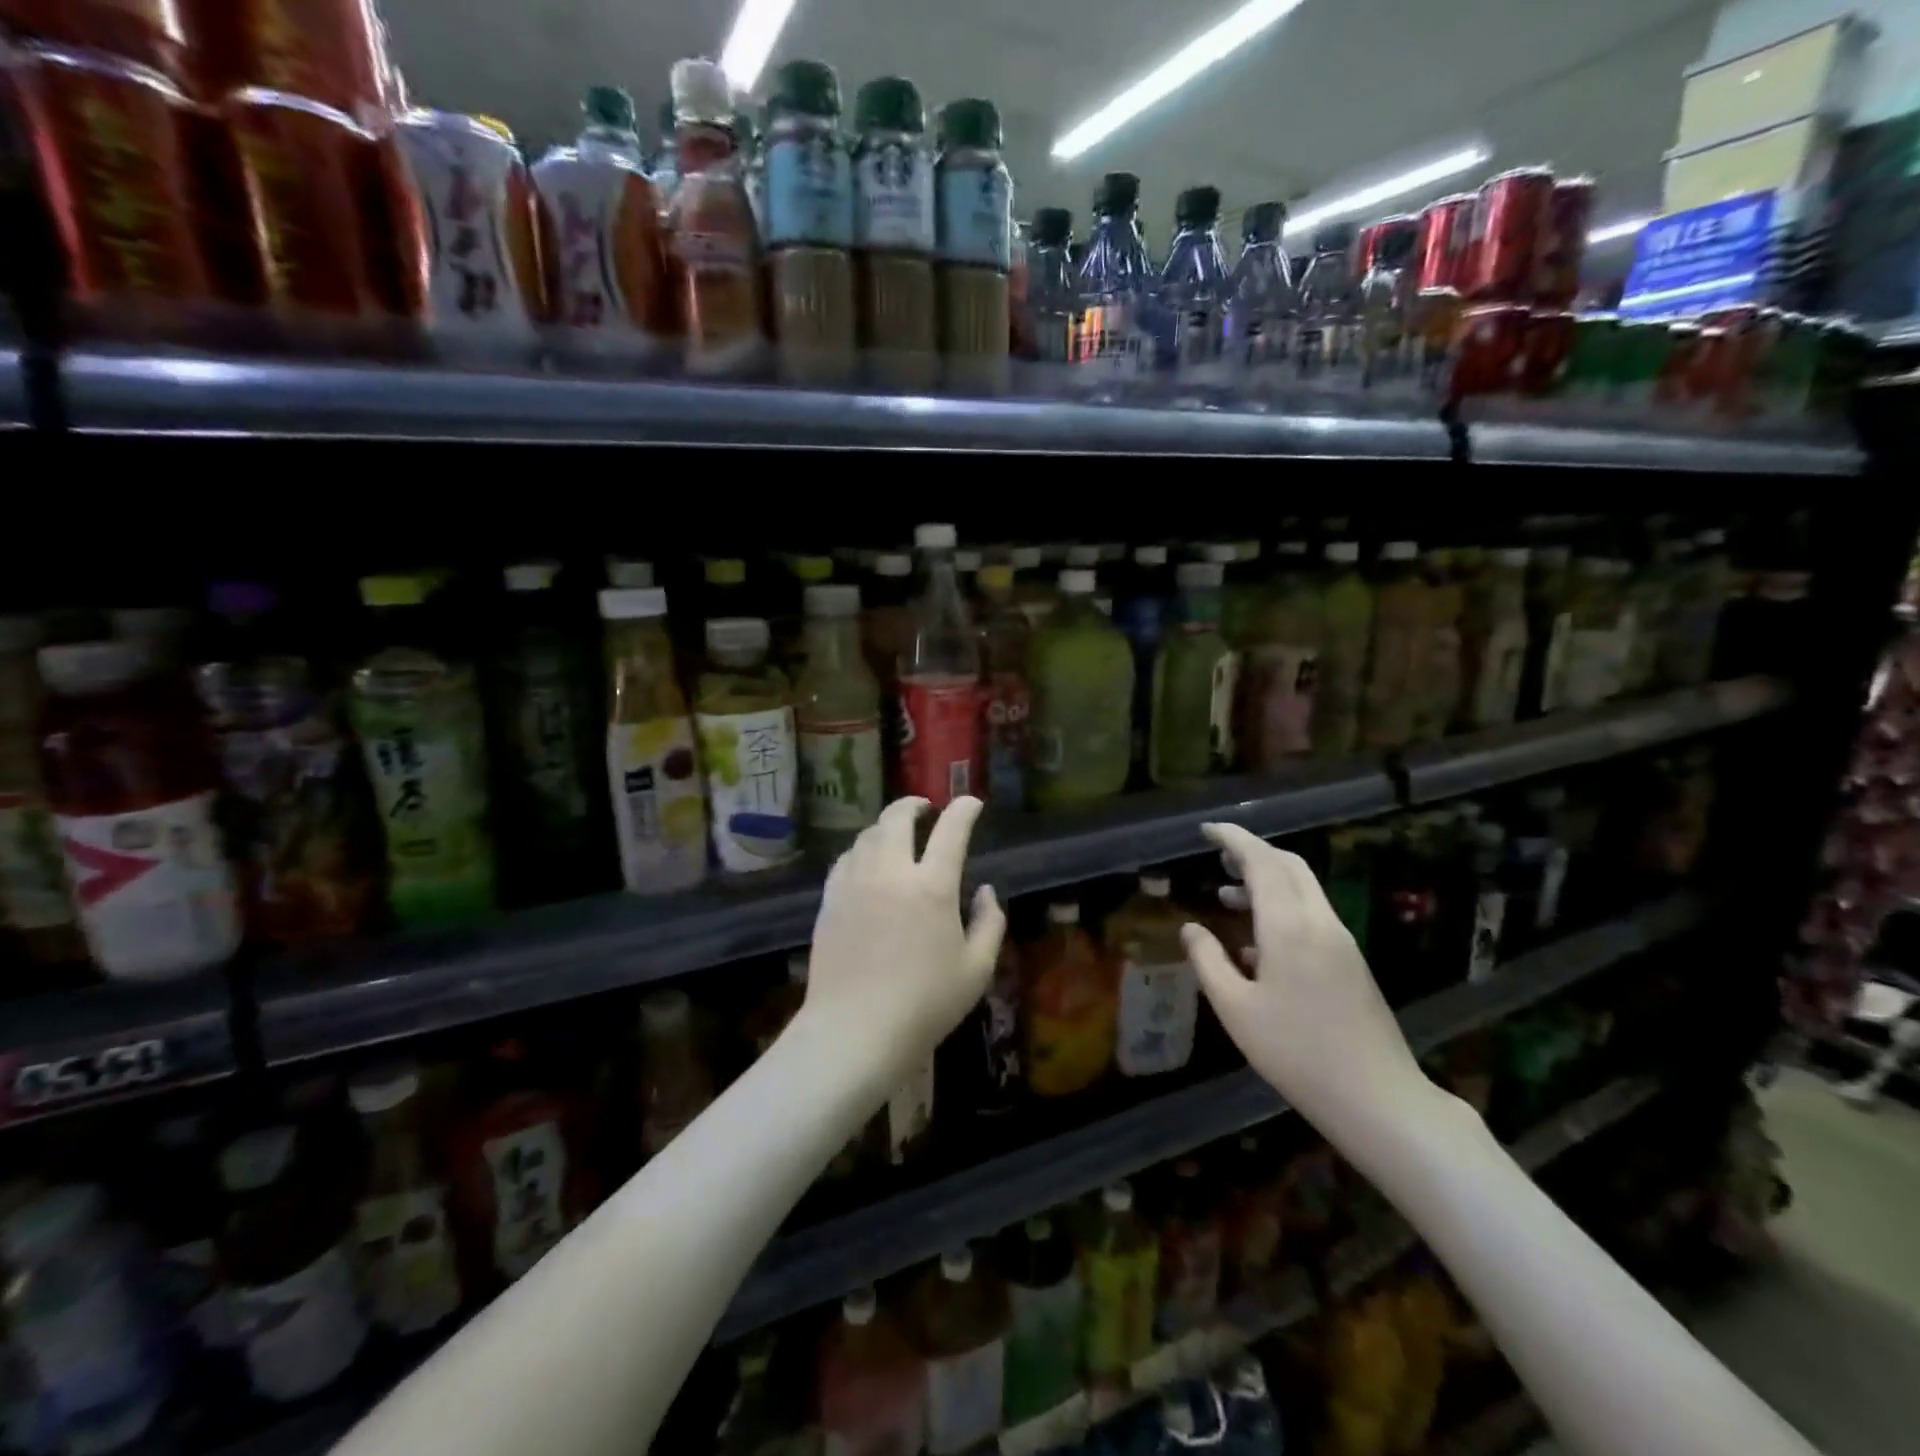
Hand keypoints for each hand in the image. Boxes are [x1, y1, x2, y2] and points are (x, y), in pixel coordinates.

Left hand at [802, 796, 1006, 1086]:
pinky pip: (845, 860)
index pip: (951, 831)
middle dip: (913, 805)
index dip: (964, 810)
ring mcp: (855, 884)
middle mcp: (891, 873)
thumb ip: (989, 923)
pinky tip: (865, 862)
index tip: (971, 803)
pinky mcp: (829, 901)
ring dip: (885, 826)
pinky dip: (860, 850)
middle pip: (897, 819)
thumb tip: (986, 891)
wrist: (854, 1031)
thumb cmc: (925, 1004)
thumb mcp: (976, 970)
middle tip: (925, 808)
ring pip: (867, 835)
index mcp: (933, 887)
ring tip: (896, 834)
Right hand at [1181, 822, 1437, 1142]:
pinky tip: (1258, 944)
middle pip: (1289, 865)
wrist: (1377, 1097)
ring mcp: (1341, 940)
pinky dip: (1282, 906)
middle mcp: (1319, 922)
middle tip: (1218, 859)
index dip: (1233, 839)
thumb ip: (1208, 961)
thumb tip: (1191, 928)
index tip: (1207, 830)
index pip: (1261, 861)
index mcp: (1289, 926)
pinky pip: (1312, 914)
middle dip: (1253, 853)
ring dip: (1267, 880)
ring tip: (1229, 896)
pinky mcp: (1351, 961)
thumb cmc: (1296, 1052)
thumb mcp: (1236, 1010)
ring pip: (1303, 888)